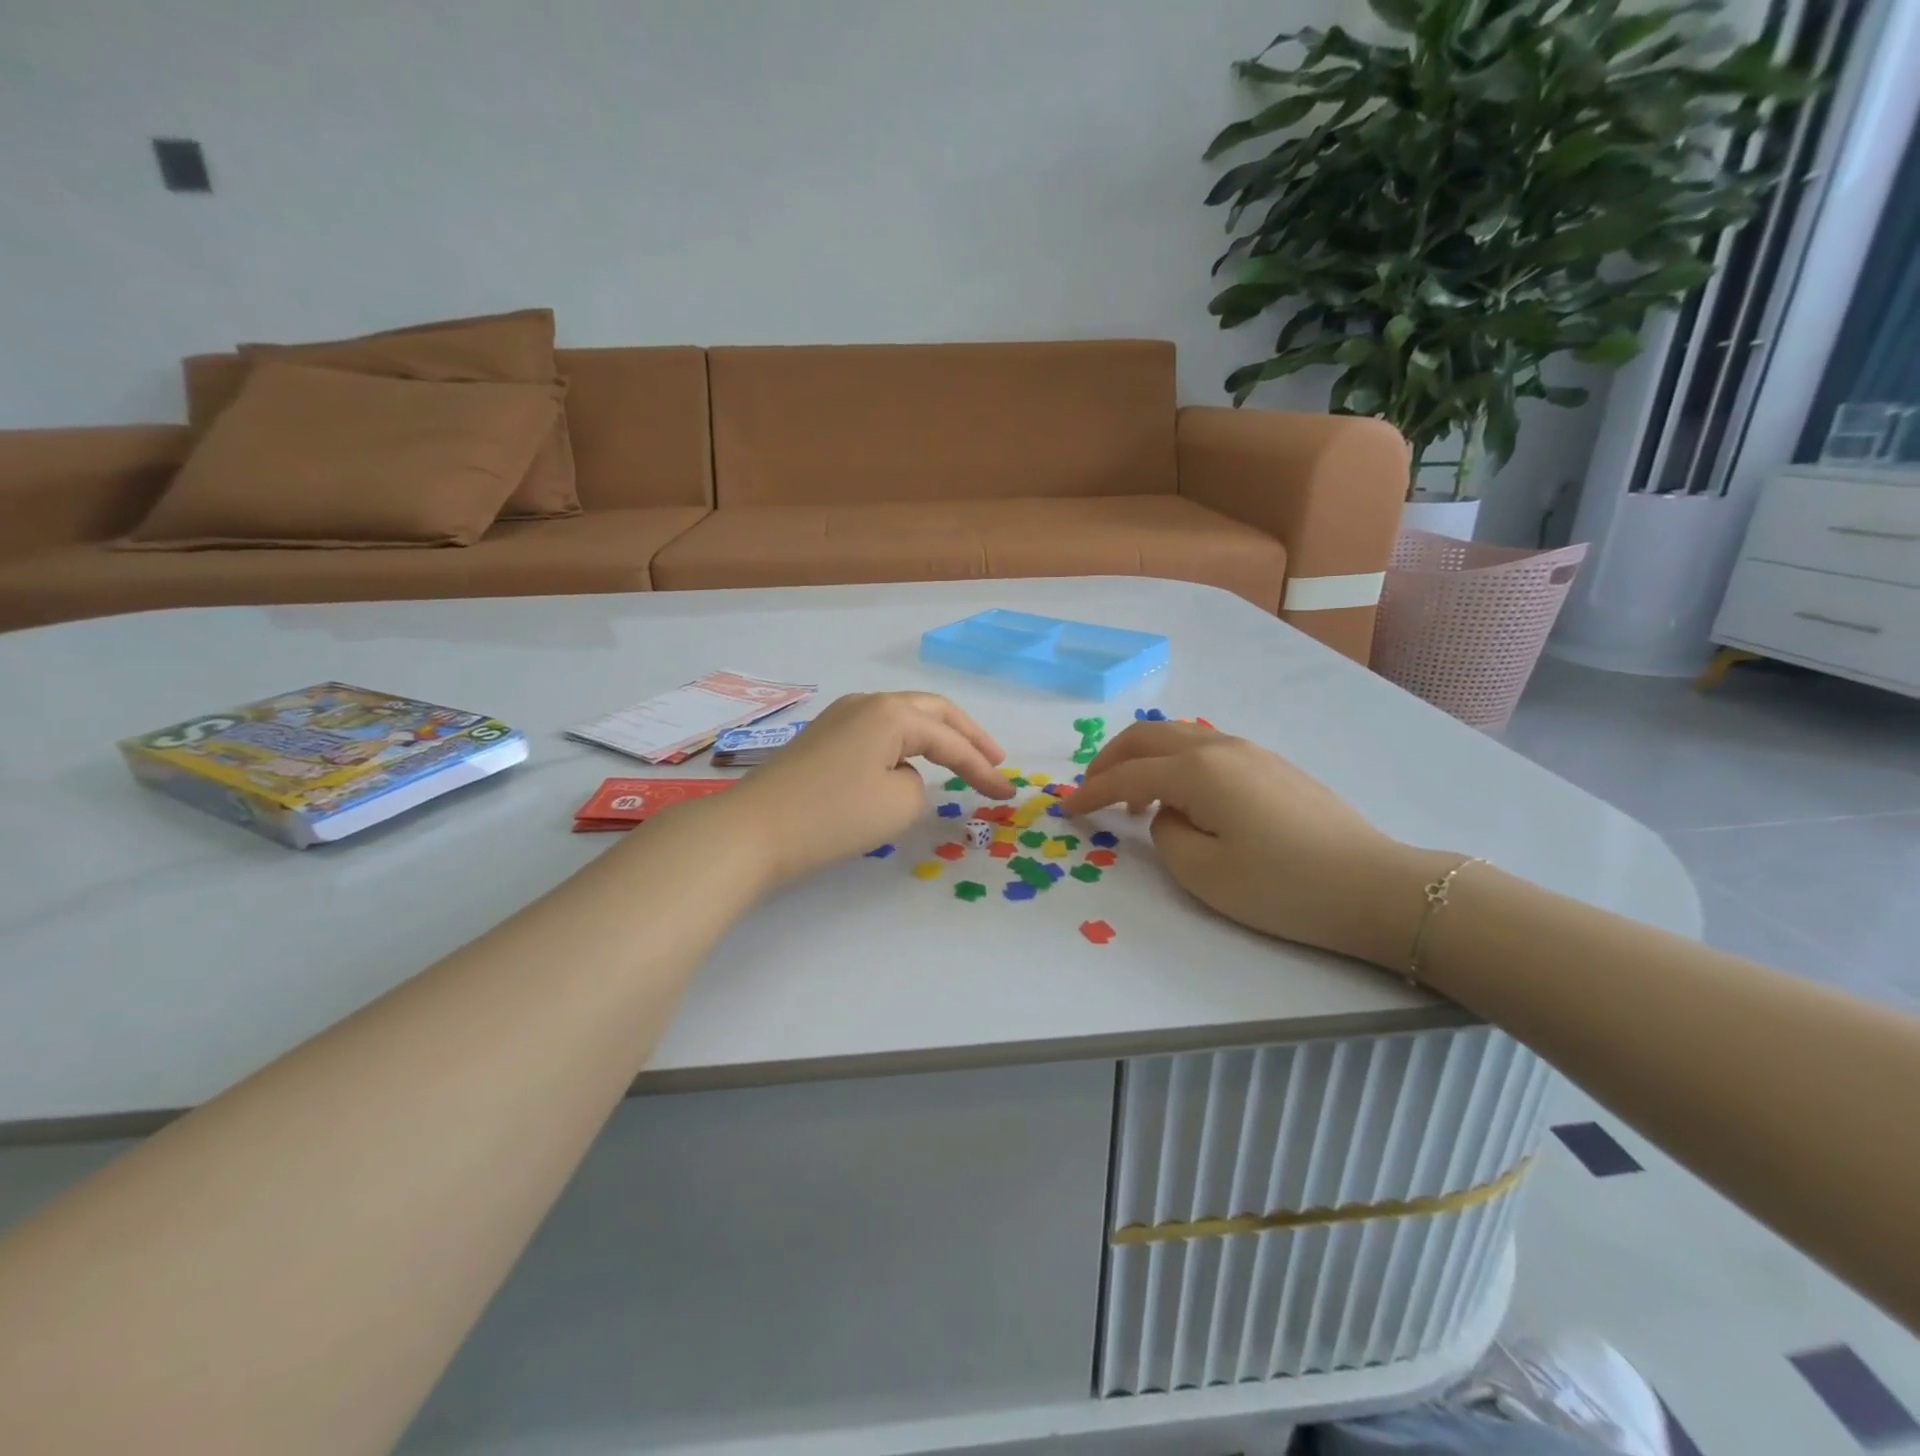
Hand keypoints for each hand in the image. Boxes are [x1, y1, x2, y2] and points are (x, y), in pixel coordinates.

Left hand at [706, 692, 1013, 883]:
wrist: (754, 829)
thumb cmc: (833, 815)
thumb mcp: (898, 805)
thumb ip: (919, 785)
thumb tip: (900, 775)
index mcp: (892, 713)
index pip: (950, 741)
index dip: (982, 768)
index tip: (1006, 793)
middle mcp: (867, 703)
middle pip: (931, 711)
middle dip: (967, 735)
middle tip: (994, 759)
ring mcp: (840, 717)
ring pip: (902, 717)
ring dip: (935, 736)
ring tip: (959, 758)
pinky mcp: (823, 738)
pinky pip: (878, 732)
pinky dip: (905, 745)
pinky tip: (910, 762)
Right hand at [1070, 721, 1456, 968]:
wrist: (1376, 887)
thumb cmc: (1283, 887)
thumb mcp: (1204, 873)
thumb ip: (1166, 834)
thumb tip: (1168, 813)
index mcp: (1198, 770)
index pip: (1127, 774)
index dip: (1090, 792)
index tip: (1065, 810)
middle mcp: (1220, 746)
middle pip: (1148, 736)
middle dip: (1110, 759)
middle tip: (1091, 790)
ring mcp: (1251, 751)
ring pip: (1179, 736)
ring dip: (1145, 758)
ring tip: (1135, 798)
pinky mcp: (1272, 765)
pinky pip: (1206, 748)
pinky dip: (1176, 763)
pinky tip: (1183, 797)